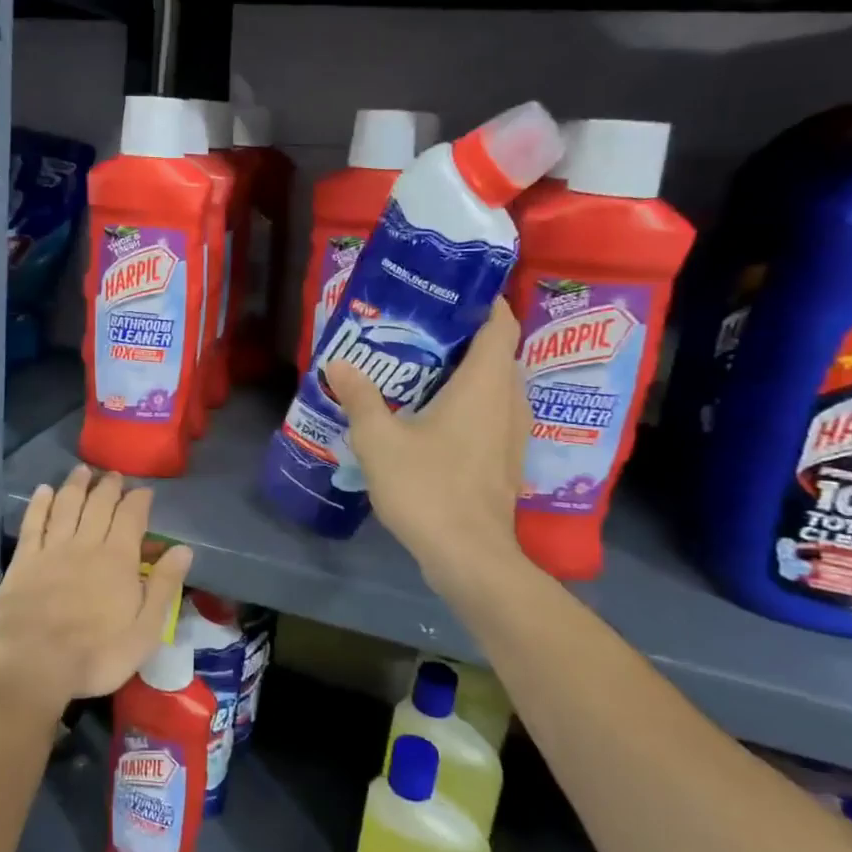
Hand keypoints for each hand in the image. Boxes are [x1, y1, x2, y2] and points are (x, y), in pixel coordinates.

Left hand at [0, 466, 193, 713]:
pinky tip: (44, 490)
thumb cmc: (96, 655)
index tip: (144, 490)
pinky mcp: (24, 560)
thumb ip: (164, 586)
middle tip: (114, 475)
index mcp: (119, 559)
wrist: (32, 664)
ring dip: (76, 485)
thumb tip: (183, 549)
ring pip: (66, 505)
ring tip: (83, 470)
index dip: (139, 500)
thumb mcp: (145, 630)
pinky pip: (34, 522)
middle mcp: (86, 544)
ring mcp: (52, 549)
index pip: (132, 517)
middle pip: (99, 504)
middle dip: (109, 486)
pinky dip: (40, 503)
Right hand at [324, 301, 532, 603]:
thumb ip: (360, 397)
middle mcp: (509, 402)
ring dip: (467, 374)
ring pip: (497, 387)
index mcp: (485, 384)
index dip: (483, 302)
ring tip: (422, 370)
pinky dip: (470, 404)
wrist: (469, 557)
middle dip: (464, 338)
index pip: (501, 324)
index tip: (448, 294)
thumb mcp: (380, 440)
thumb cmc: (428, 488)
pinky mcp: (506, 461)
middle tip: (419, 332)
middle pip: (498, 353)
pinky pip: (493, 415)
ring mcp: (512, 435)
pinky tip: (433, 418)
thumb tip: (338, 363)